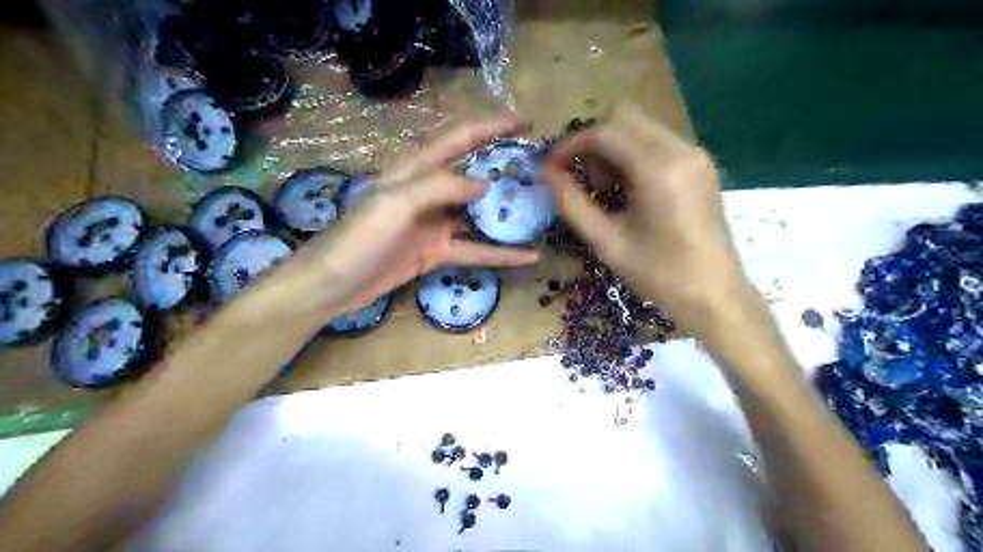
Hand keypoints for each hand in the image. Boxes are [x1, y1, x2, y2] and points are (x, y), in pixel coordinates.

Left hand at [299, 115, 540, 314]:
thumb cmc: (359, 238)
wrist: (334, 284)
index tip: (524, 123)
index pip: (458, 139)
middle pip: (473, 173)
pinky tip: (528, 257)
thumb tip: (483, 183)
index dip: (490, 126)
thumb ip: (439, 187)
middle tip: (539, 169)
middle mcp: (428, 192)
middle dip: (504, 167)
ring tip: (540, 210)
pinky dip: (500, 253)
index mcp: (414, 170)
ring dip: (505, 212)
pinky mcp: (437, 251)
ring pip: (478, 214)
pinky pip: (475, 249)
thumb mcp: (395, 203)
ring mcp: (434, 223)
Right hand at [541, 104, 754, 340]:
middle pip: (624, 120)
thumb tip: (545, 174)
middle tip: (580, 179)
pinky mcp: (700, 166)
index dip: (570, 146)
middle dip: (593, 144)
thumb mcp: (608, 242)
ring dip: (613, 150)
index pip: (605, 134)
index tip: (551, 169)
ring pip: (641, 130)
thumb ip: (572, 204)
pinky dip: (633, 157)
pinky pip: (658, 144)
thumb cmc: (660, 275)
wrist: (716, 296)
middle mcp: (681, 149)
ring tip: (603, 190)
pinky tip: (627, 191)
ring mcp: (695, 155)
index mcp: (658, 169)